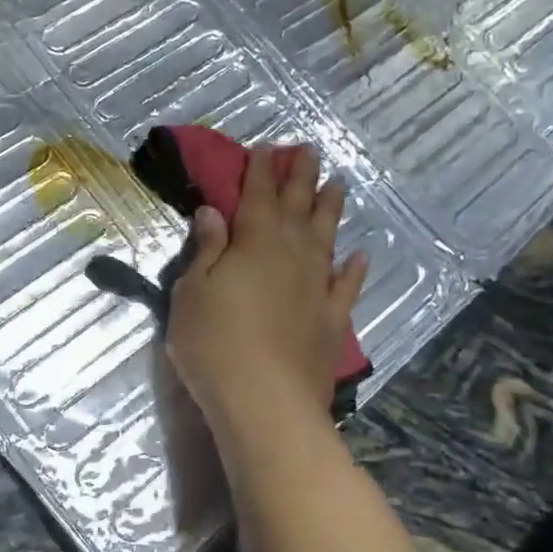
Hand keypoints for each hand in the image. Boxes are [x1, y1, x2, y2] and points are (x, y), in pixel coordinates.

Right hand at [166, 145, 366, 435]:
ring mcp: (317, 288)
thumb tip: (213, 212)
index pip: (258, 195)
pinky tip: (359, 257)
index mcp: (254, 243)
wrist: (266, 404)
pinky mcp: (333, 321)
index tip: (266, 147)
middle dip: (301, 176)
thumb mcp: (192, 292)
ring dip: (331, 210)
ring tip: (338, 185)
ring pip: (327, 238)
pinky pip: (347, 286)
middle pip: (298, 207)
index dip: (260, 170)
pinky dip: (354, 270)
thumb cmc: (214, 344)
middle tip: (309, 150)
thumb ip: (207, 250)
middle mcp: (292, 255)